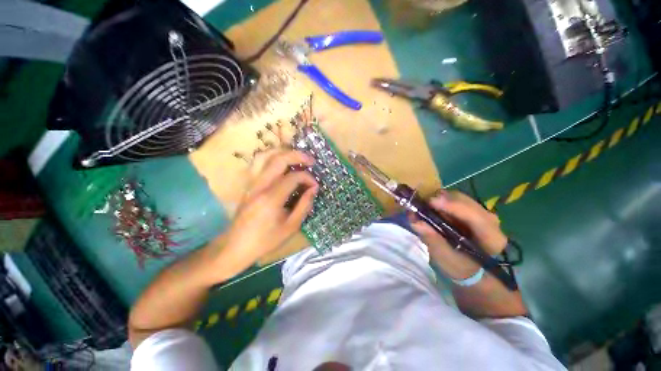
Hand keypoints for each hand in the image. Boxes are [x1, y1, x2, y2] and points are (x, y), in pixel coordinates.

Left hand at [224, 150, 318, 265]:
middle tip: (311, 160)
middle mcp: (259, 186)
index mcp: (271, 198)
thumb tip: (313, 189)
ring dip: (283, 152)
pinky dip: (273, 158)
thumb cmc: (265, 240)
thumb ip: (304, 205)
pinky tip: (282, 163)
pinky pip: (259, 163)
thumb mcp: (291, 227)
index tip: (315, 186)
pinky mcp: (248, 184)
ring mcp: (251, 183)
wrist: (235, 247)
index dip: (308, 178)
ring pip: (265, 156)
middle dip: (298, 155)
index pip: (293, 177)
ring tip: (297, 157)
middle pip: (278, 159)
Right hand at [410, 190, 506, 278]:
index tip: (430, 202)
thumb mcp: (445, 257)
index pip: (475, 217)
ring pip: (461, 198)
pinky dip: (443, 201)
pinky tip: (433, 207)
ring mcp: (482, 214)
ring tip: (426, 206)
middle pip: (466, 202)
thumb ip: (432, 239)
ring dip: (441, 199)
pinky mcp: (473, 211)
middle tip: (422, 203)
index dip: (452, 206)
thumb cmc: (459, 267)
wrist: (470, 270)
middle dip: (443, 200)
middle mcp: (491, 221)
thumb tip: (414, 220)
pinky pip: (457, 200)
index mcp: (491, 238)